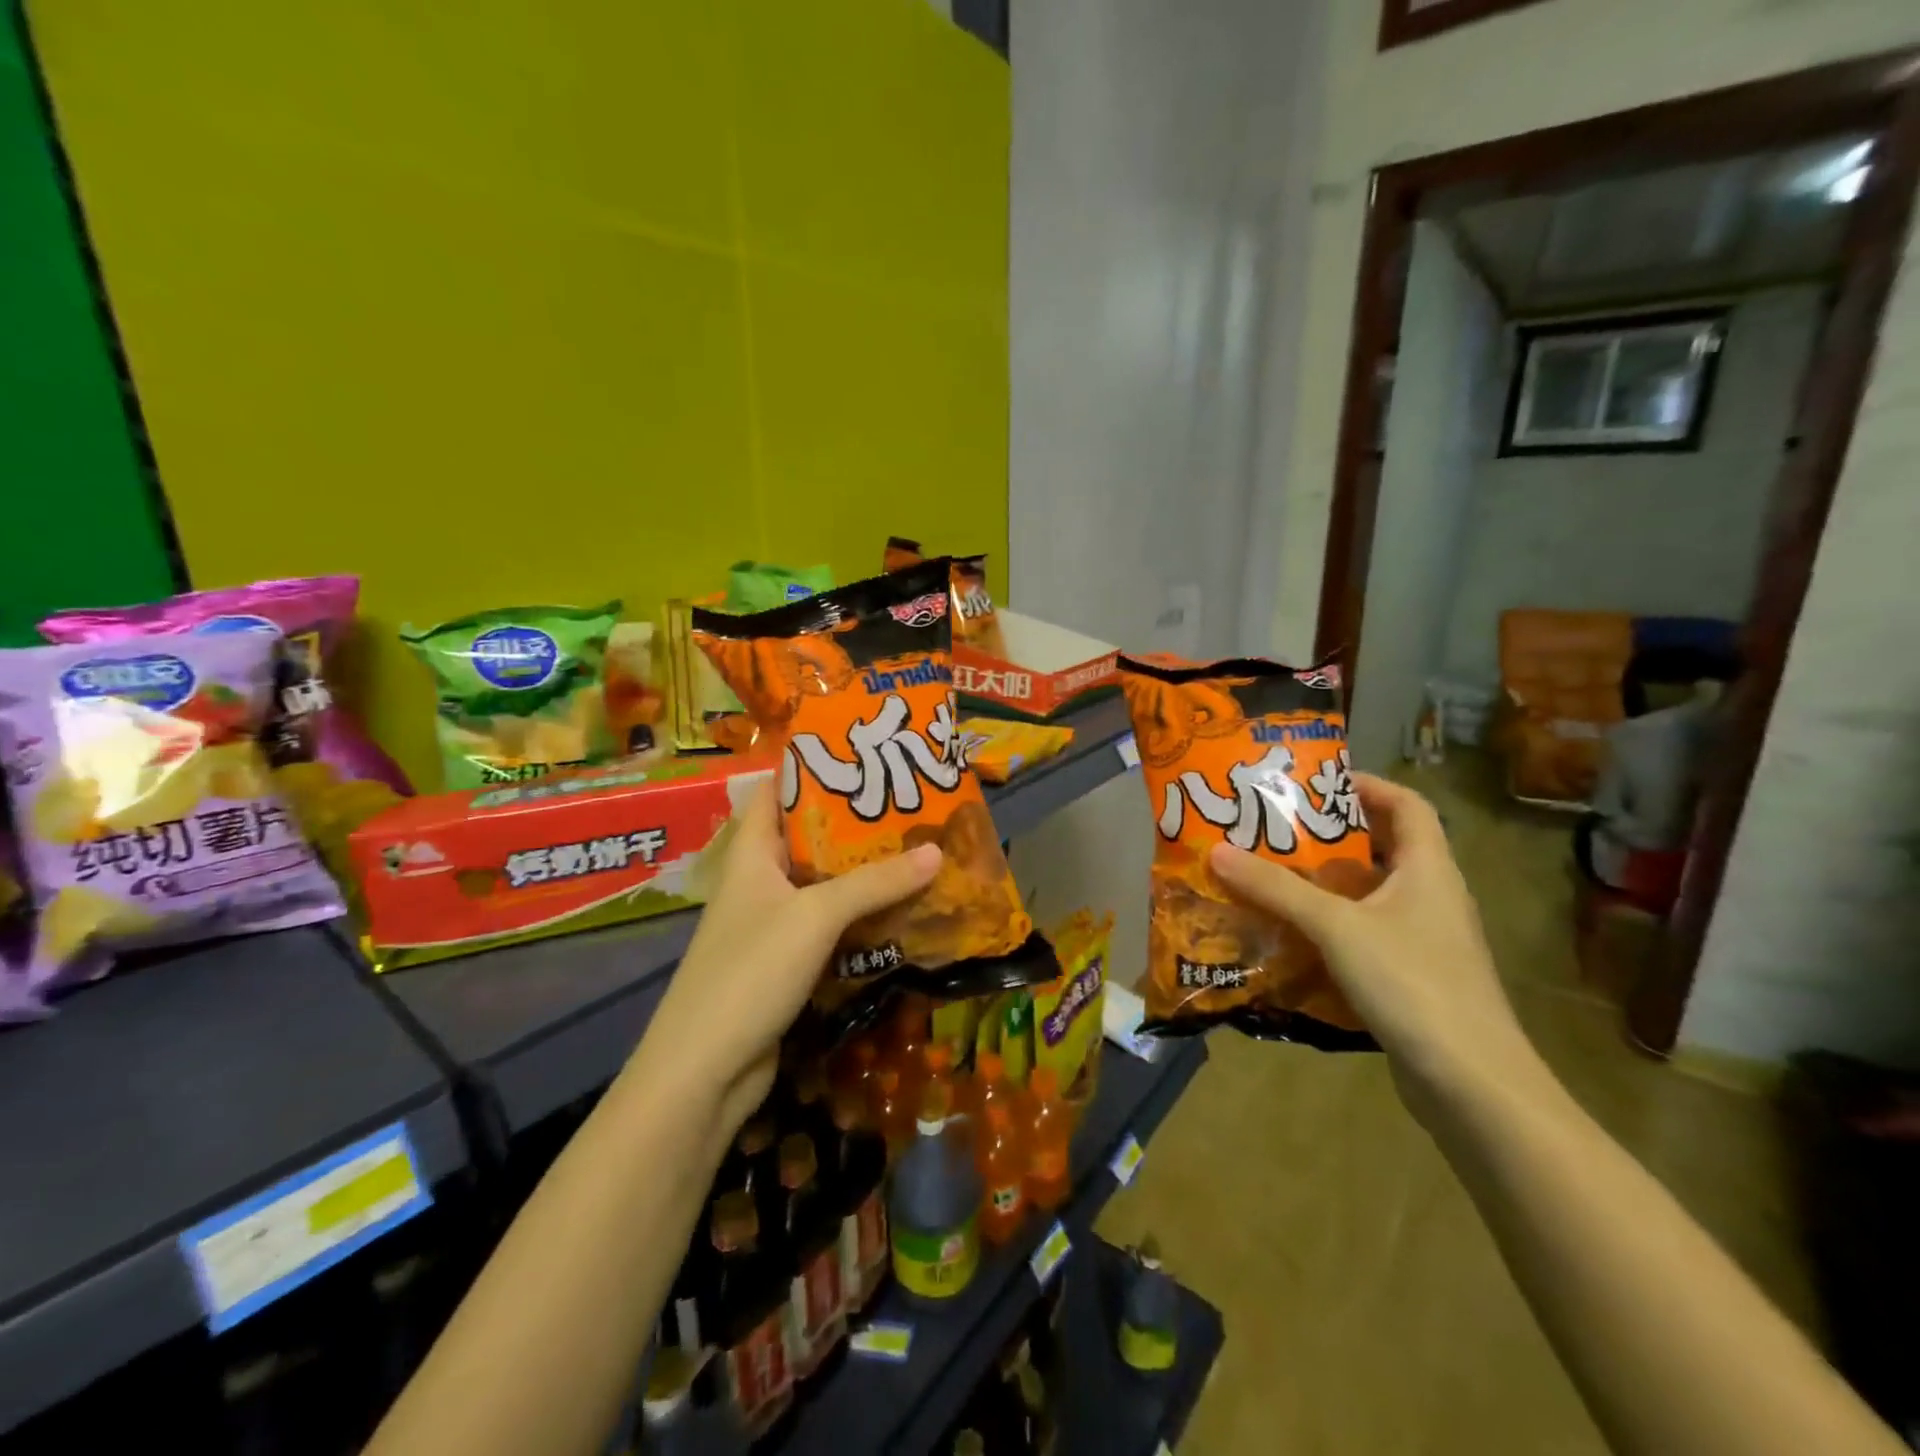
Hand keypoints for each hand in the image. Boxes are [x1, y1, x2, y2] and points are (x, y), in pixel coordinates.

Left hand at [634, 781, 940, 1137]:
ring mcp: (771, 926)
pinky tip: (901, 911)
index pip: (774, 792)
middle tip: (908, 805)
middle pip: (807, 838)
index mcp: (750, 854)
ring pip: (823, 886)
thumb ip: (875, 882)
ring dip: (864, 873)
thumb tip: (937, 851)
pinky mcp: (786, 964)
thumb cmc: (750, 971)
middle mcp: (759, 883)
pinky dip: (861, 917)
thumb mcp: (815, 915)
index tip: (860, 754)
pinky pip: (830, 927)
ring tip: (917, 851)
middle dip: (854, 823)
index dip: (809, 768)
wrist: (703, 1072)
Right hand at [1209, 773, 1538, 1119]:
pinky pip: (1366, 934)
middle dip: (1331, 834)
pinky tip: (1291, 935)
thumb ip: (1276, 888)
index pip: (1408, 804)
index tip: (1314, 784)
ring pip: (1371, 894)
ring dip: (1326, 883)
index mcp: (1429, 868)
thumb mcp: (1336, 926)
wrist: (1472, 1083)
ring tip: (1272, 875)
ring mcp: (1425, 939)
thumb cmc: (1412, 982)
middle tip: (1275, 829)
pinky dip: (1331, 926)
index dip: (1366, 785)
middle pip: (1384, 846)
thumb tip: (1217, 851)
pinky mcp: (1413, 976)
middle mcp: (1432, 896)